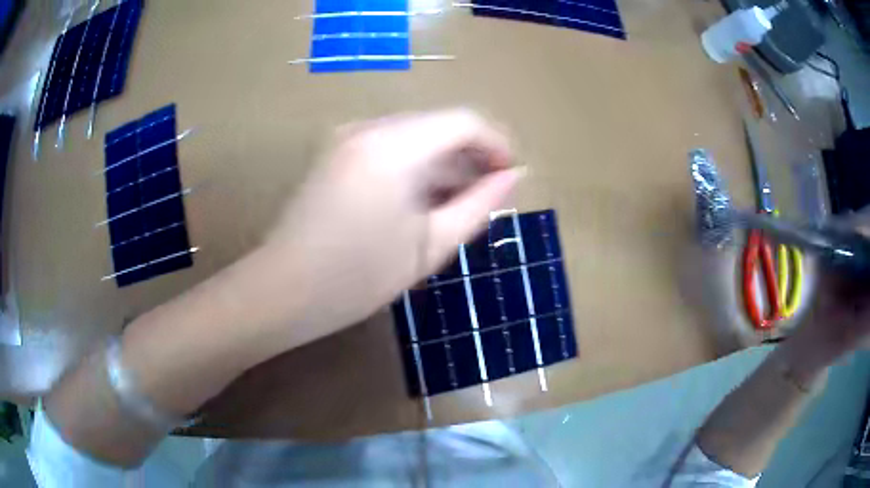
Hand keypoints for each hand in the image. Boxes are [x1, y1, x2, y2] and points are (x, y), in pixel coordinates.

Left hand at [259, 109, 520, 339]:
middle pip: (438, 125)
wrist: (284, 290)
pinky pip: (391, 148)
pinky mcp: (337, 153)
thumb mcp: (430, 245)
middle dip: (471, 156)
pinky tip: (424, 201)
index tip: (511, 176)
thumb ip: (479, 205)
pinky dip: (416, 168)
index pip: (464, 121)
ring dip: (444, 164)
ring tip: (461, 204)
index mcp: (394, 145)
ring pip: (415, 136)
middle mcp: (369, 128)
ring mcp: (348, 138)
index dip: (496, 144)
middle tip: (490, 197)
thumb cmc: (359, 276)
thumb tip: (514, 177)